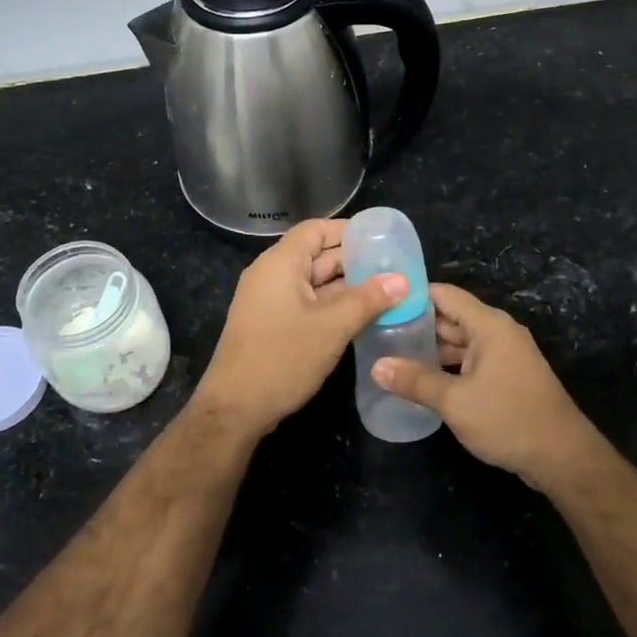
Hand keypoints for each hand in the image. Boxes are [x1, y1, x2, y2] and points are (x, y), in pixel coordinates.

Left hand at [193, 219, 407, 440]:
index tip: (382, 239)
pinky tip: (360, 316)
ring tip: (385, 290)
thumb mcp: (332, 327)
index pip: (316, 229)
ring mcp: (268, 300)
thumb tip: (402, 279)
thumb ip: (368, 299)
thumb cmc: (282, 358)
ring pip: (312, 281)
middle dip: (353, 260)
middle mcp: (271, 274)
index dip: (348, 230)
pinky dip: (331, 304)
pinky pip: (305, 302)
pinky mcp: (270, 323)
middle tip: (392, 267)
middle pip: (315, 254)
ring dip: (345, 285)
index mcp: (281, 263)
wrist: (235, 407)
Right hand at [371, 283, 608, 490]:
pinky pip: (470, 361)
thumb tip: (376, 367)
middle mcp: (498, 332)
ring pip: (460, 342)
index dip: (412, 296)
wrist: (562, 457)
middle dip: (416, 325)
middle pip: (451, 317)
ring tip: (391, 355)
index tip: (380, 303)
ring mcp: (504, 355)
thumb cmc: (508, 419)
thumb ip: (415, 381)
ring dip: (430, 348)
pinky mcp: (507, 377)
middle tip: (378, 332)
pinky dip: (447, 365)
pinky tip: (422, 379)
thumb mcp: (455, 401)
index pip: (444, 295)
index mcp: (488, 325)